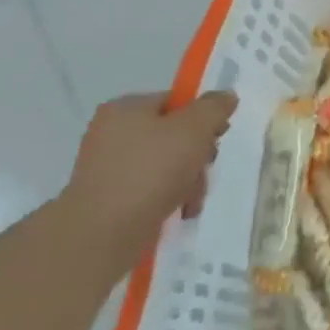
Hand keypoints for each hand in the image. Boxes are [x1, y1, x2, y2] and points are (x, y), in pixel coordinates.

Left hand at [59, 92, 237, 261]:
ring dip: (189, 179)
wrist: (104, 232)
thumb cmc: (151, 170)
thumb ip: (214, 107)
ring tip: (192, 198)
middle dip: (197, 154)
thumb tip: (225, 96)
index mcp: (125, 108)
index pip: (175, 101)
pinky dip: (170, 197)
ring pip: (167, 164)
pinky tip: (180, 211)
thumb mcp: (194, 128)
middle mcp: (112, 133)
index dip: (202, 116)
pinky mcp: (110, 198)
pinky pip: (151, 189)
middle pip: (174, 134)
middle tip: (204, 168)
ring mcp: (108, 168)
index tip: (218, 136)